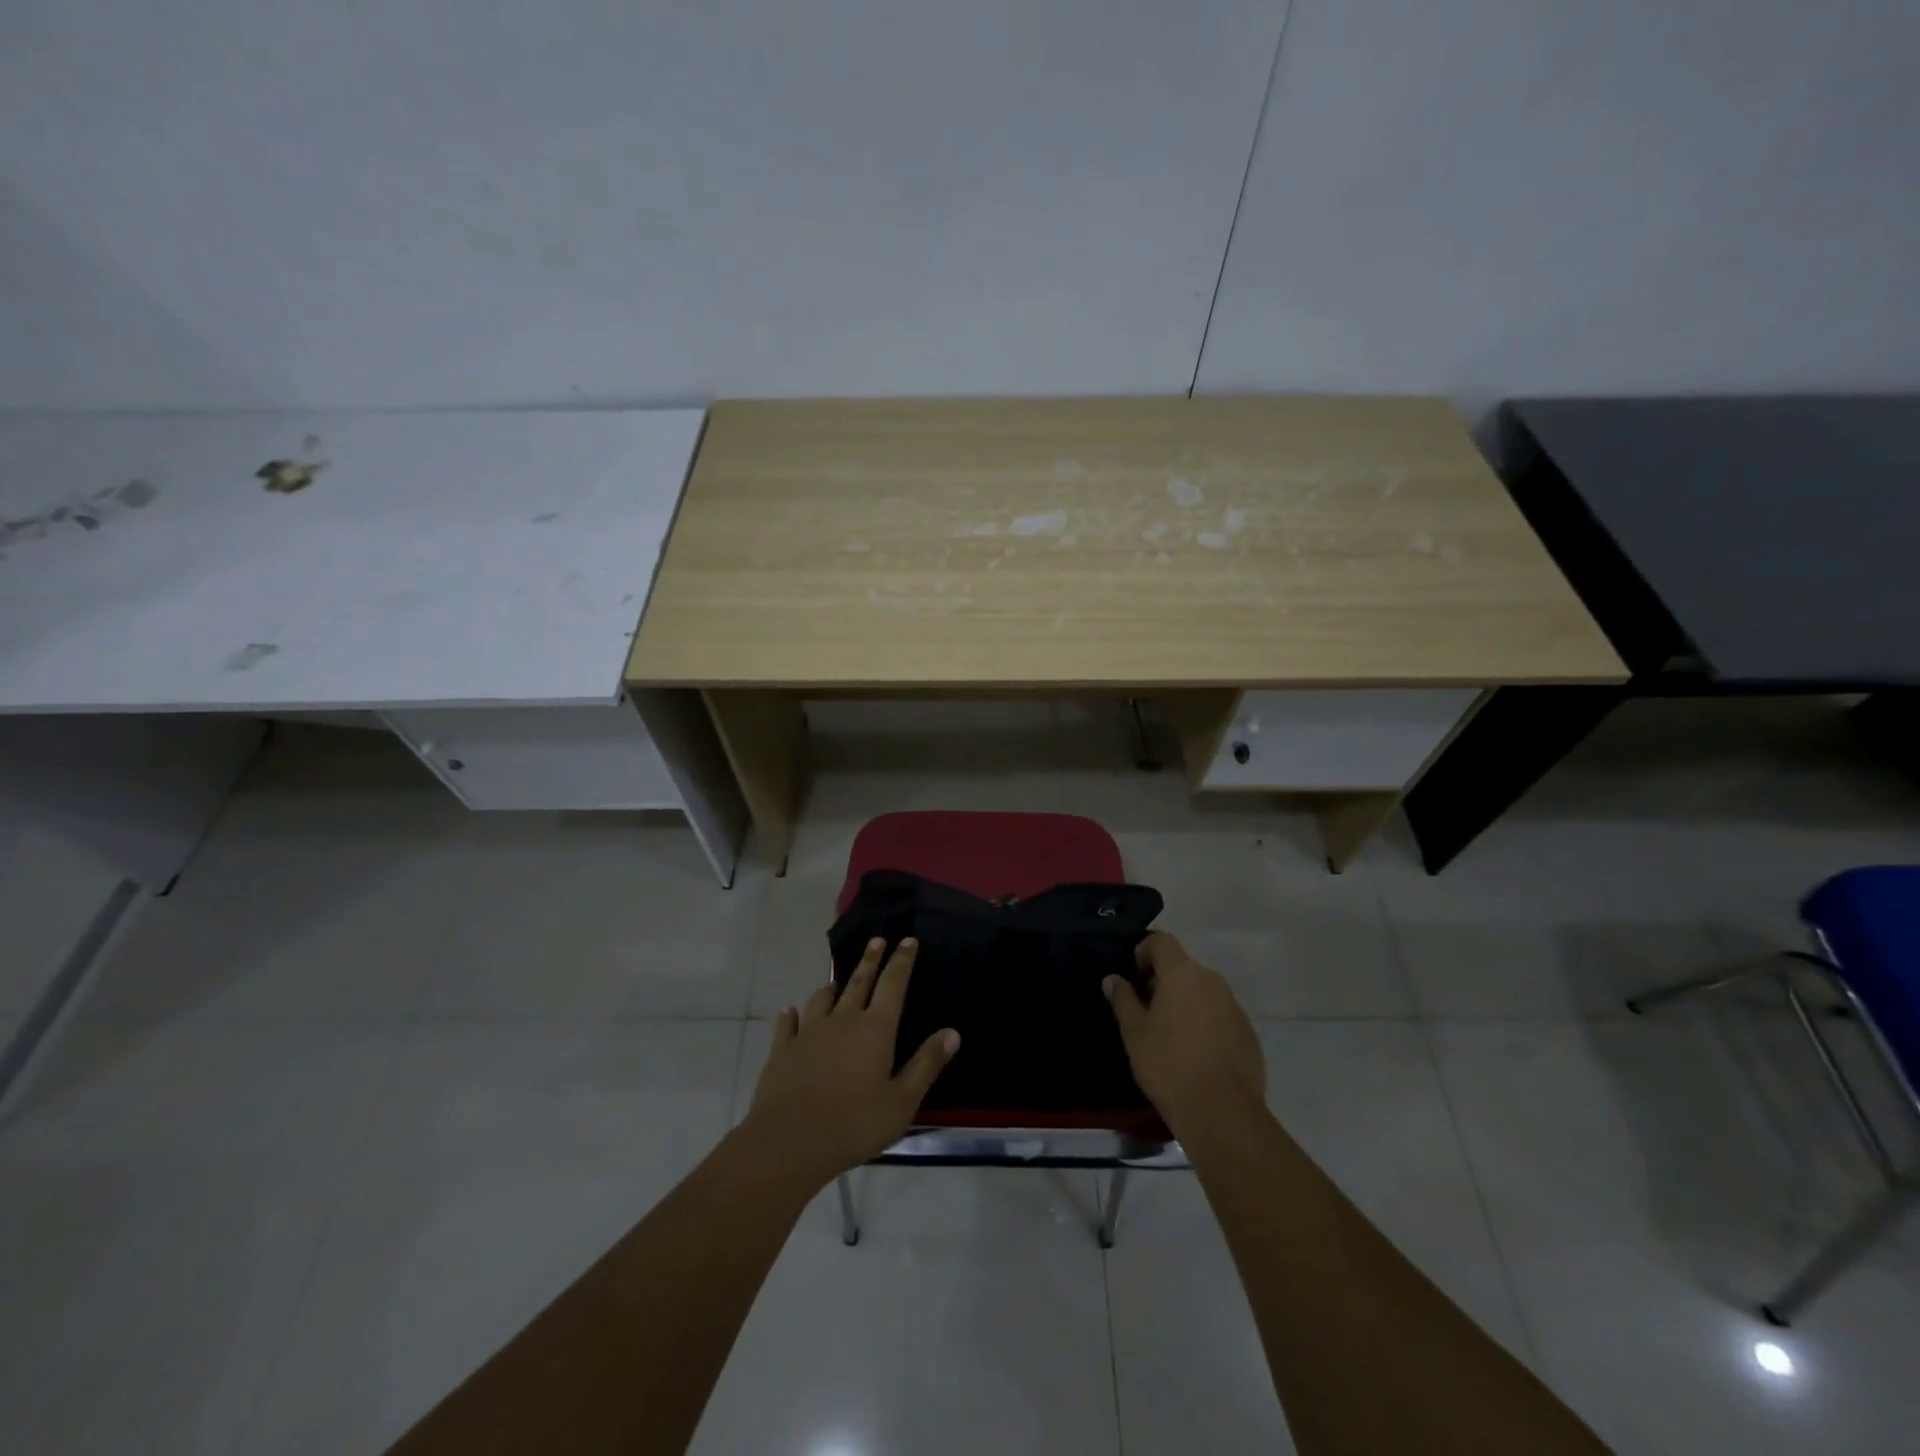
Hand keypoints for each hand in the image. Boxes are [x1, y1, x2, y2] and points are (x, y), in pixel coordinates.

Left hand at [742, 937, 959, 1187]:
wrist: (789, 1141)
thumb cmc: (854, 1124)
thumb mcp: (901, 1102)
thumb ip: (926, 1064)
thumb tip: (952, 1032)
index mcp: (875, 1030)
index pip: (893, 984)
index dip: (902, 961)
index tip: (907, 940)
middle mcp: (843, 1020)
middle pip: (859, 981)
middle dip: (870, 959)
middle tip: (876, 940)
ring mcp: (809, 1032)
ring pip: (822, 999)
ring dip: (832, 988)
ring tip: (836, 982)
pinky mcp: (782, 1049)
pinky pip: (788, 1023)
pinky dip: (791, 1015)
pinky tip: (790, 1012)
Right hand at [1104, 931, 1264, 1135]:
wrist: (1222, 1112)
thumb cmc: (1168, 1064)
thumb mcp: (1134, 1032)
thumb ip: (1123, 999)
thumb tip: (1113, 979)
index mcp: (1182, 973)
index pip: (1162, 941)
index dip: (1144, 951)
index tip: (1134, 976)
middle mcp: (1212, 981)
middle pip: (1183, 967)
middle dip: (1164, 981)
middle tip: (1147, 1010)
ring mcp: (1235, 1007)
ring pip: (1204, 992)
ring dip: (1186, 1003)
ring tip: (1171, 1035)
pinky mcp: (1249, 1033)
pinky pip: (1221, 1016)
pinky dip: (1206, 1024)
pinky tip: (1196, 1054)